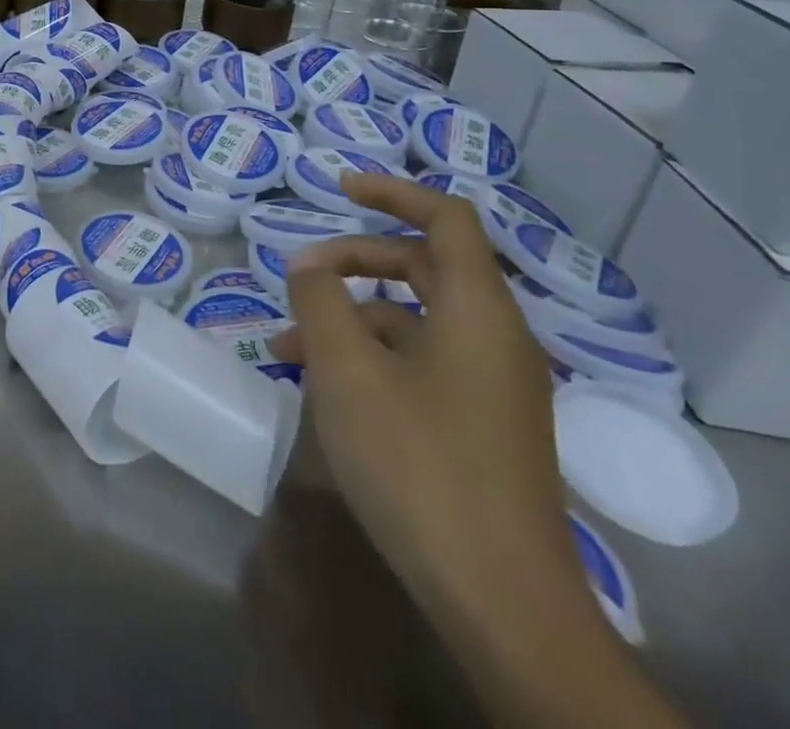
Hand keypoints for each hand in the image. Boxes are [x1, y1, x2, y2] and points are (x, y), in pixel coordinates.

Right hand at [272, 174, 582, 633]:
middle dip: (356, 258)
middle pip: (425, 264)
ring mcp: (493, 383)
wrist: (502, 601)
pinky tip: (324, 387)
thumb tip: (307, 262)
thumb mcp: (346, 369)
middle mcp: (495, 336)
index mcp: (477, 309)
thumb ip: (319, 298)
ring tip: (288, 345)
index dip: (393, 191)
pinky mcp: (482, 422)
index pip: (446, 218)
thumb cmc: (418, 462)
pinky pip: (423, 360)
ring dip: (352, 316)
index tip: (339, 187)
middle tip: (301, 274)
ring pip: (416, 318)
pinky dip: (373, 355)